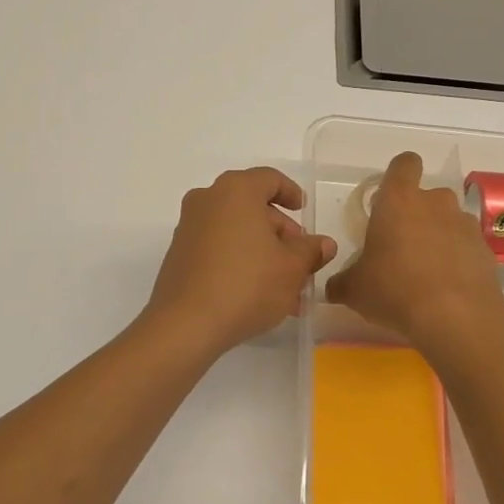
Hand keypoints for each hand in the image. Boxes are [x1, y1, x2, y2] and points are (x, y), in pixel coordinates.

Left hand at [143, 167, 337, 357]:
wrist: (186, 324)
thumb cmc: (247, 284)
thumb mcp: (292, 268)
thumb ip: (311, 251)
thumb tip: (324, 244)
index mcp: (236, 191)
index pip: (269, 179)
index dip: (291, 193)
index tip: (304, 211)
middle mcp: (208, 200)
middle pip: (252, 206)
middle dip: (280, 232)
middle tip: (300, 258)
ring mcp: (189, 228)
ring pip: (236, 232)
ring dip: (263, 253)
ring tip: (286, 288)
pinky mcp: (179, 255)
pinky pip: (218, 249)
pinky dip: (240, 262)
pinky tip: (259, 295)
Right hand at [326, 152, 503, 342]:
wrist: (456, 318)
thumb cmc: (395, 290)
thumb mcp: (355, 290)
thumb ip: (342, 282)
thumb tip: (332, 287)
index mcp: (399, 200)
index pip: (404, 164)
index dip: (399, 174)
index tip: (389, 197)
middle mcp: (436, 203)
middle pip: (428, 196)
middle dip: (417, 214)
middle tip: (402, 246)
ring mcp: (465, 225)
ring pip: (449, 221)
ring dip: (439, 237)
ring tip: (427, 271)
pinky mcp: (486, 251)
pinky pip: (467, 247)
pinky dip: (458, 260)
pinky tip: (447, 288)